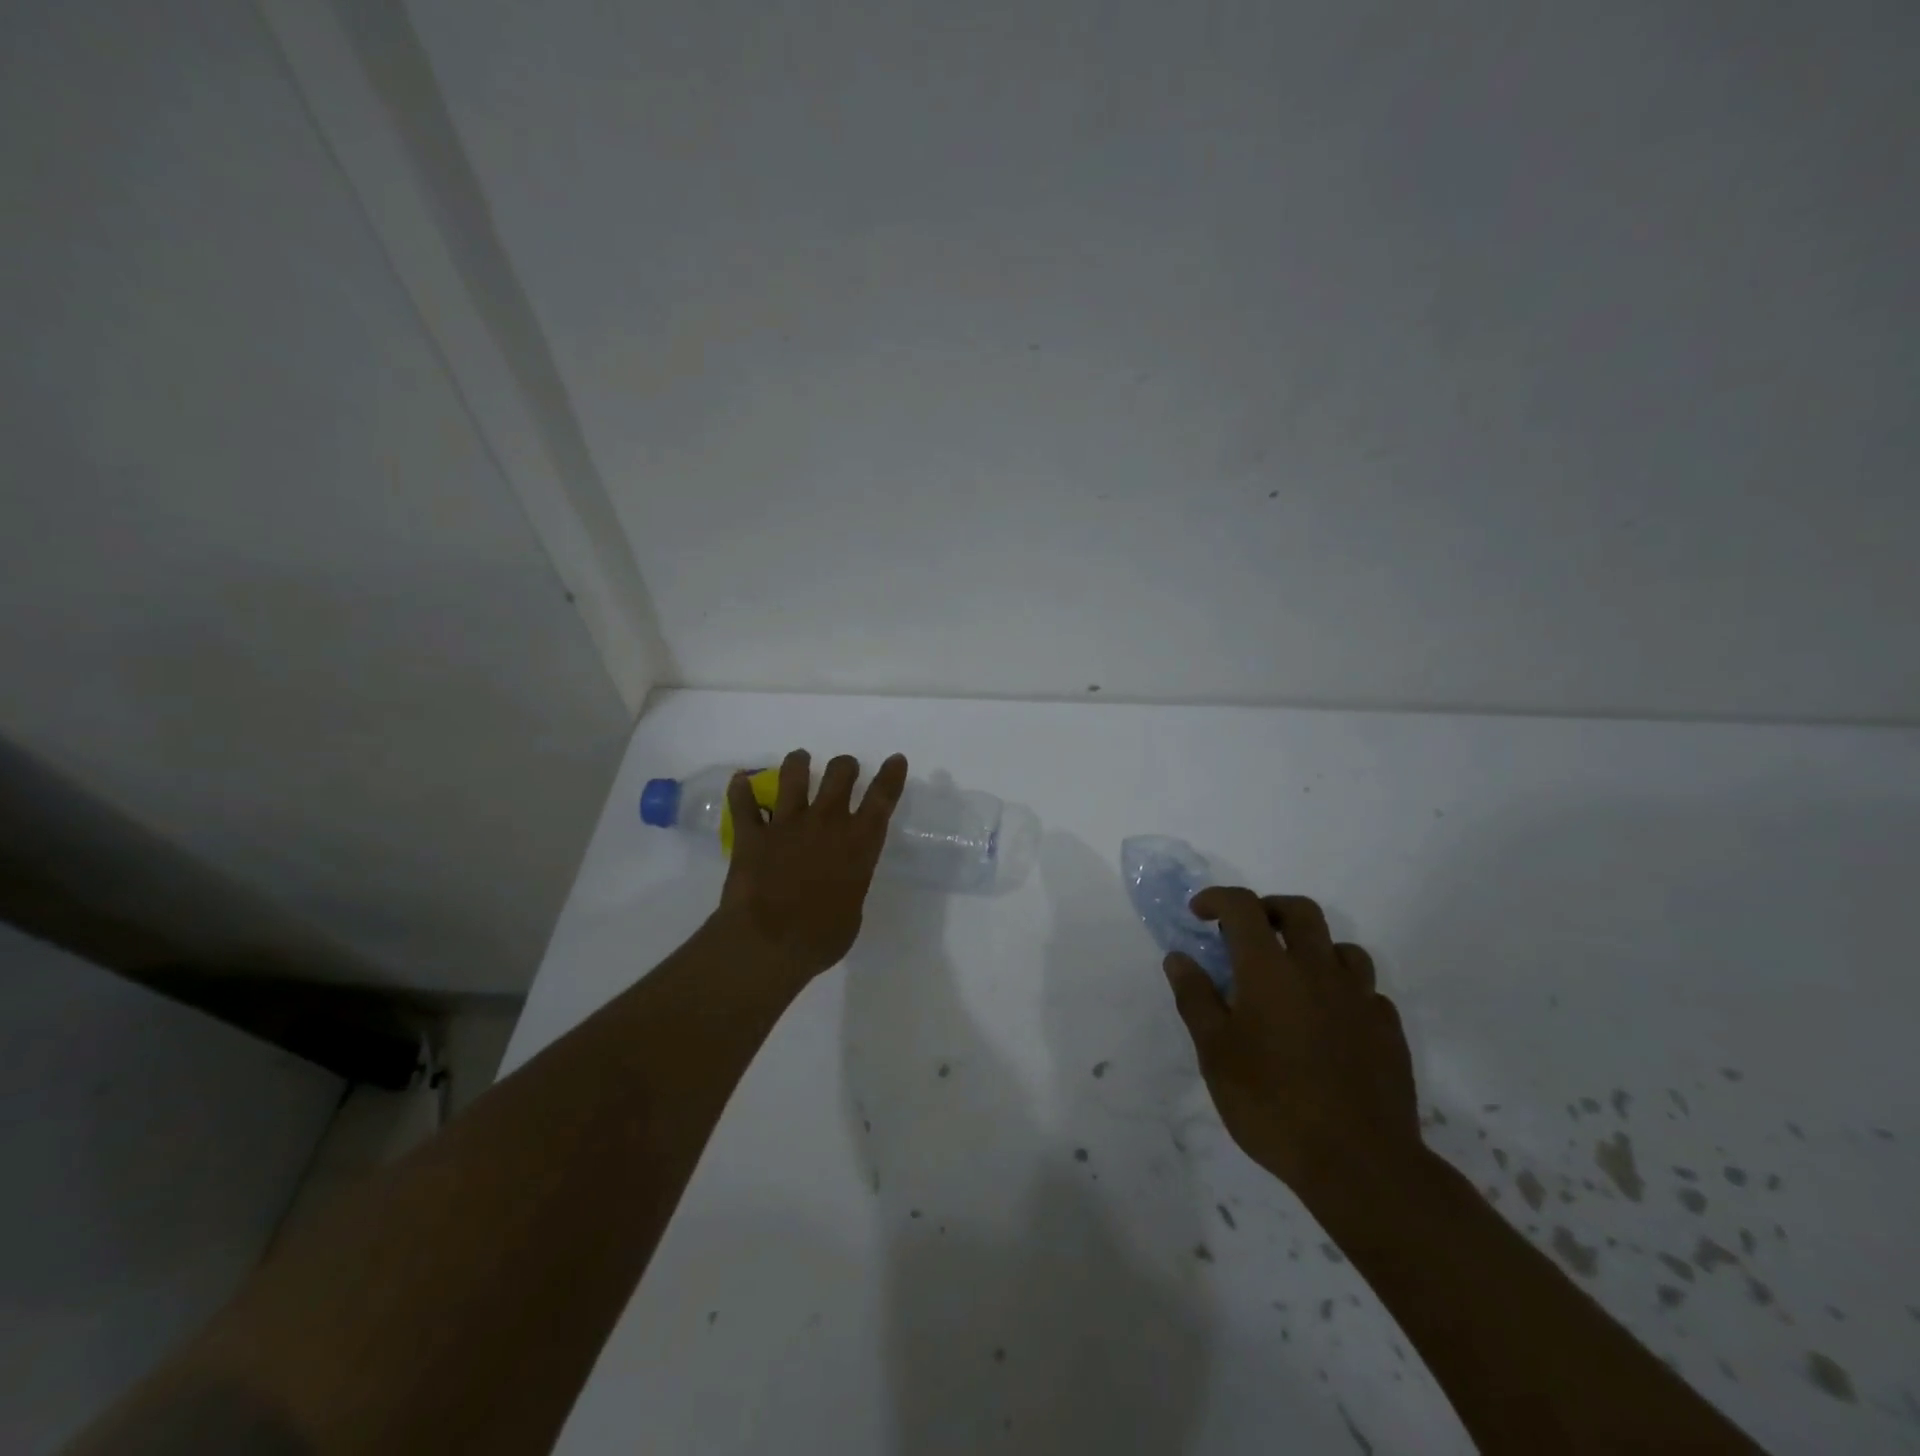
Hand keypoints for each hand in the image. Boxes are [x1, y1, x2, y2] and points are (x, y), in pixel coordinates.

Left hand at [713, 749, 907, 981]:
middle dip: (845, 766)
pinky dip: (740, 790)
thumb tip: (841, 883)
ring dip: (798, 763)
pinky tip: (740, 780)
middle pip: (839, 774)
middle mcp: (826, 823)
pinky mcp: (752, 835)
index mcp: (858, 843)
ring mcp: (786, 824)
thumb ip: (850, 885)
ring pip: (793, 776)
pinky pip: (744, 803)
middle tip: (845, 769)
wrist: (768, 944)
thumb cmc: (821, 938)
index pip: (881, 800)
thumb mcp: (852, 912)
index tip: (895, 759)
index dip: (890, 776)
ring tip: (800, 759)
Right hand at [1164, 889, 1420, 1192]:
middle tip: (1247, 934)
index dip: (1217, 899)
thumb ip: (1195, 998)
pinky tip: (1329, 1021)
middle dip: (1269, 910)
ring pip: (1341, 948)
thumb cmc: (1272, 1103)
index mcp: (1270, 969)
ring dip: (1313, 948)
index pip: (1243, 907)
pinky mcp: (1388, 1030)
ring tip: (1292, 977)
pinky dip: (1342, 990)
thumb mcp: (1215, 1053)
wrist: (1360, 1163)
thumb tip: (1179, 957)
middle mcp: (1318, 970)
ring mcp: (1360, 999)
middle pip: (1299, 912)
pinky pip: (1366, 991)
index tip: (1199, 913)